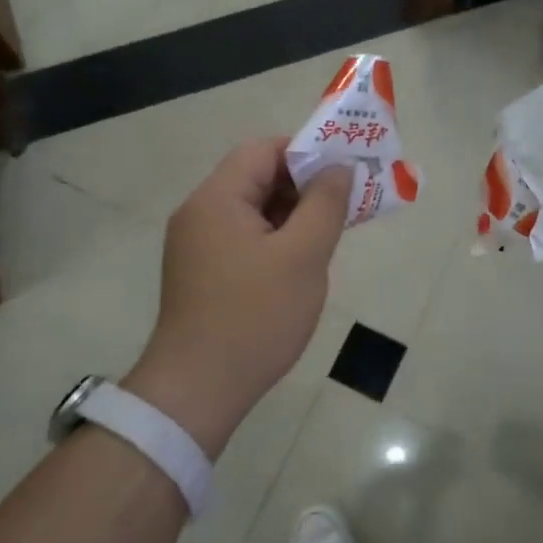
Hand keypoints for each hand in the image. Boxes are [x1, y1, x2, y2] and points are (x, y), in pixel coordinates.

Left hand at [122, 139, 351, 455]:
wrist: (198, 392)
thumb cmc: (255, 316)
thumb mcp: (303, 255)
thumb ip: (325, 204)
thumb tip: (338, 168)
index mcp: (217, 199)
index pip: (263, 150)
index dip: (306, 152)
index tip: (343, 172)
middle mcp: (200, 213)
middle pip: (256, 178)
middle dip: (304, 185)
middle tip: (345, 204)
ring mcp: (197, 246)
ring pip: (253, 211)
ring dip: (292, 214)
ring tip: (330, 234)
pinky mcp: (202, 273)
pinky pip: (244, 238)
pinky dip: (275, 239)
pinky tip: (301, 262)